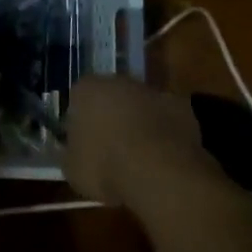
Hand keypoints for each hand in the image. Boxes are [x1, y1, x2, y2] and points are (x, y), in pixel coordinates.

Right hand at [64, 74, 213, 209]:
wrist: (158, 171)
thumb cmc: (106, 166)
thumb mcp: (73, 169)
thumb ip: (71, 154)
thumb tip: (74, 152)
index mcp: (86, 89)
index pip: (78, 99)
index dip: (81, 123)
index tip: (85, 145)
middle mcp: (118, 81)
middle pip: (111, 97)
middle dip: (112, 118)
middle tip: (113, 150)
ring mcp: (151, 91)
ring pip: (141, 106)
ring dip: (140, 124)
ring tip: (141, 158)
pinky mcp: (180, 106)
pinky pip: (167, 119)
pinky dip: (165, 133)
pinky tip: (165, 159)